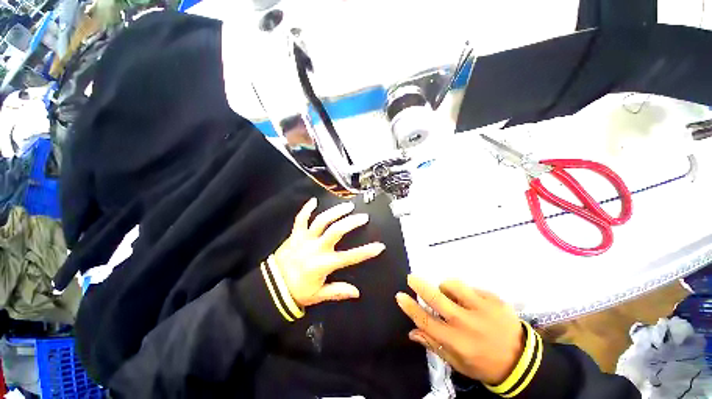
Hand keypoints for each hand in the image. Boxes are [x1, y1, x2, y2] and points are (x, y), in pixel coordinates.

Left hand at [273, 198, 385, 307]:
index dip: (366, 252)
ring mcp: (304, 239)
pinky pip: (300, 219)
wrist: (271, 287)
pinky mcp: (295, 235)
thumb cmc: (297, 291)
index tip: (379, 246)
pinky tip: (314, 200)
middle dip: (351, 222)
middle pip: (336, 231)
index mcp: (323, 264)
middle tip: (363, 217)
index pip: (349, 257)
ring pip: (321, 220)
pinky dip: (306, 209)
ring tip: (348, 206)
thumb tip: (356, 292)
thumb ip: (338, 292)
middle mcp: (316, 248)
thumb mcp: (318, 296)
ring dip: (335, 212)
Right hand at [396, 275, 523, 385]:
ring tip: (449, 294)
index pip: (426, 321)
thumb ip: (434, 345)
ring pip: (454, 286)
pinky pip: (470, 288)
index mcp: (457, 341)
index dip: (411, 307)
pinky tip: (472, 303)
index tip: (400, 296)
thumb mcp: (457, 363)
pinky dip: (465, 292)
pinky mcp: (494, 299)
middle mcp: (467, 323)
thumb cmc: (484, 364)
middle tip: (411, 278)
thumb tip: (412, 332)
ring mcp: (482, 309)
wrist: (522, 361)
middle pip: (437, 299)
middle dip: (420, 286)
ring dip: (445, 287)